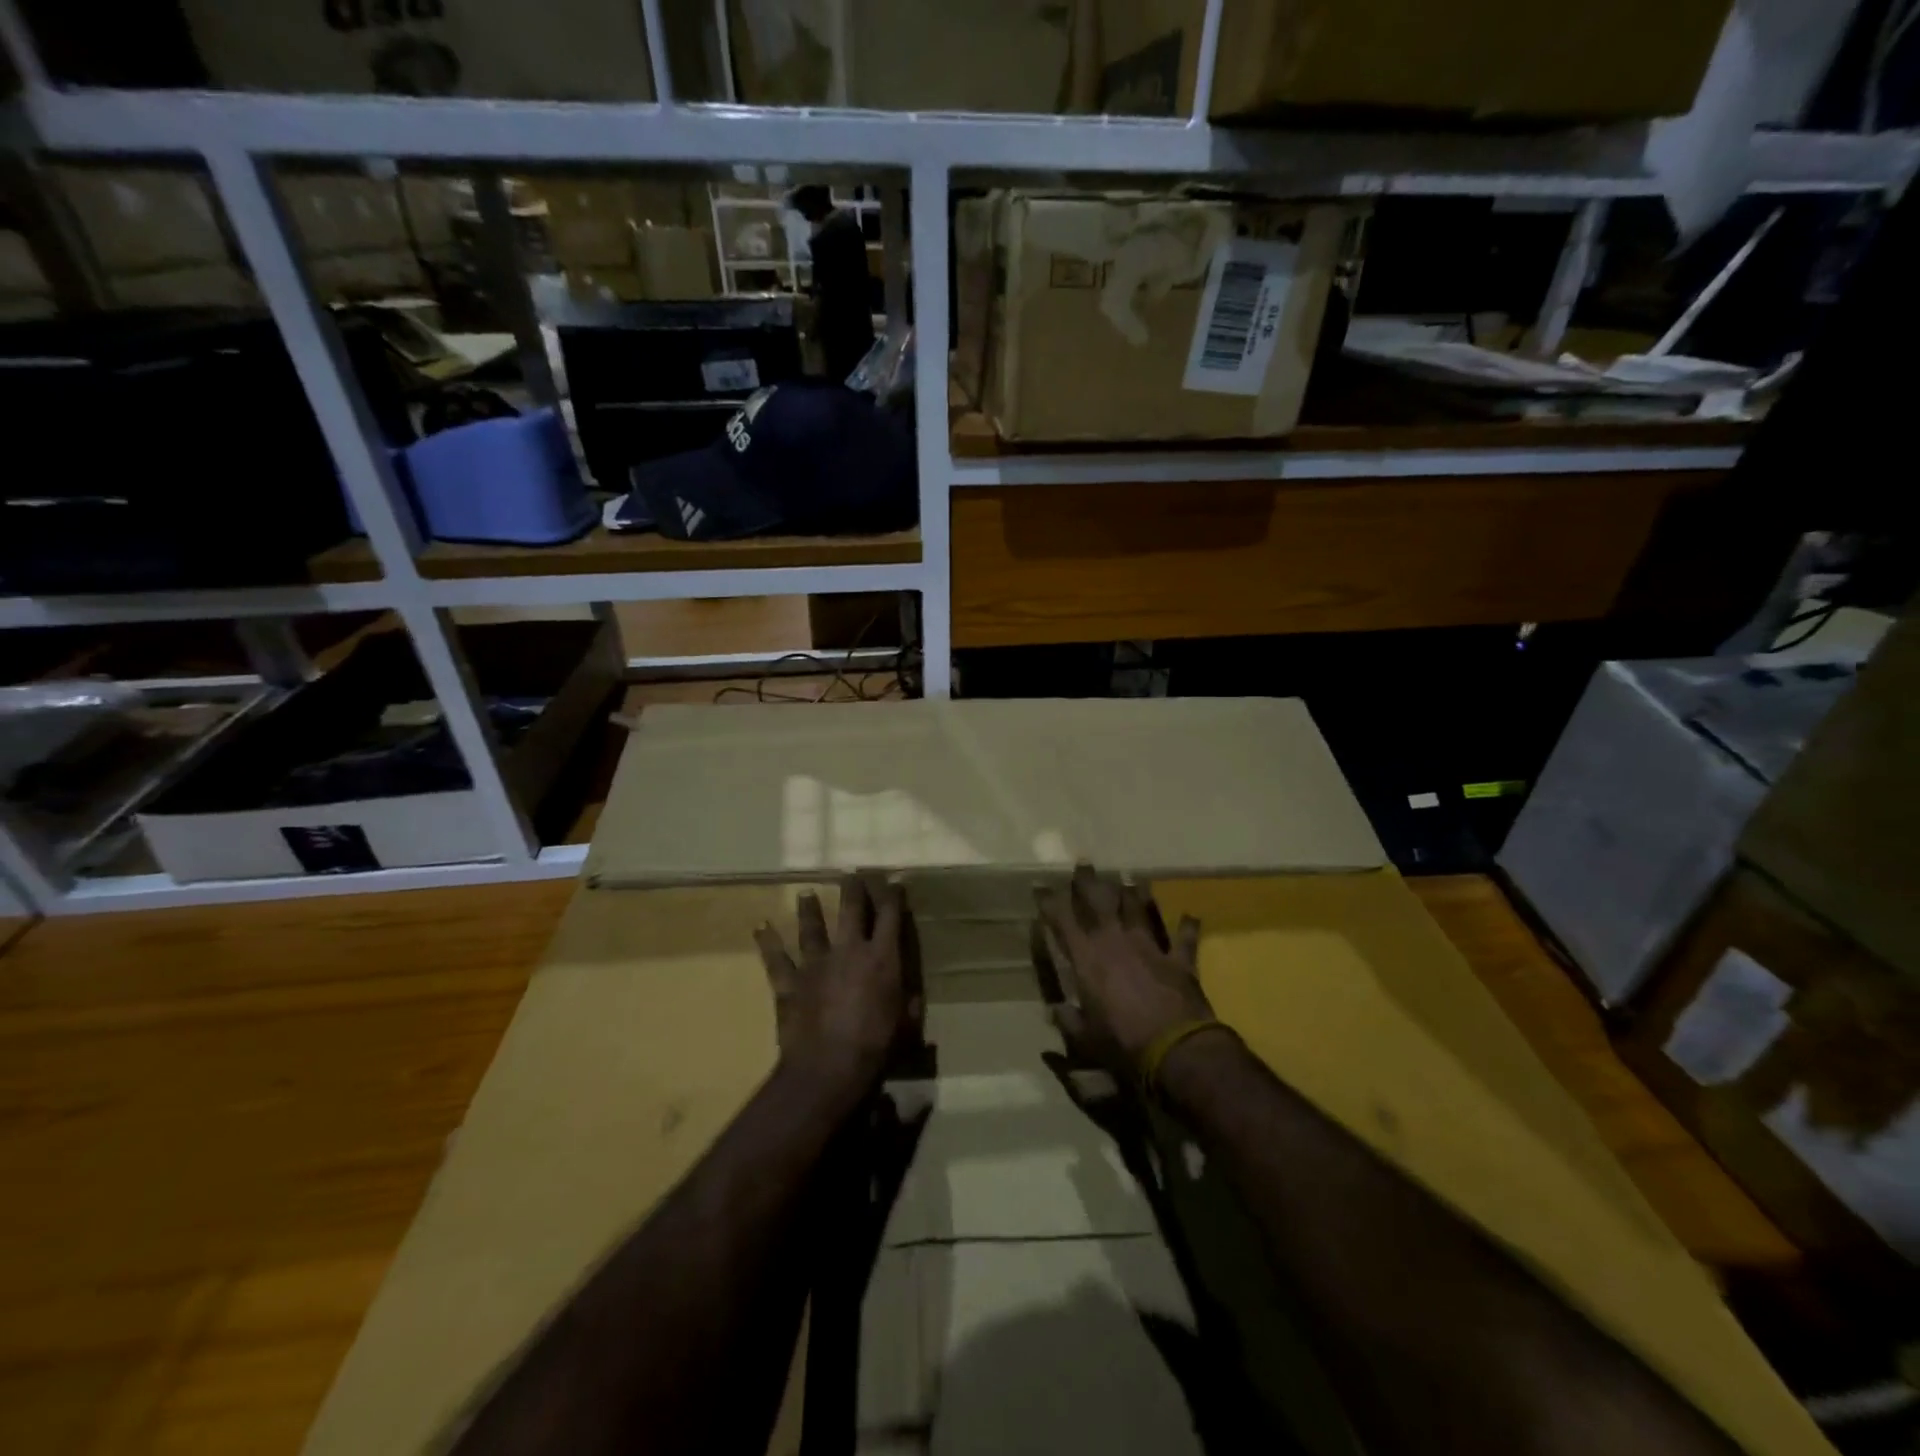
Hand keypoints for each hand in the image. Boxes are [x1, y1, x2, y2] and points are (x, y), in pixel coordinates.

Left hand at [755, 876, 918, 1101]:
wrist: (828, 1067)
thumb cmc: (876, 1047)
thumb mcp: (906, 1026)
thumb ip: (908, 1005)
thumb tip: (911, 996)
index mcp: (882, 958)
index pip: (890, 916)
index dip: (893, 896)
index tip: (894, 882)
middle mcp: (849, 951)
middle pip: (851, 910)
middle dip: (853, 889)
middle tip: (851, 874)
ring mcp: (816, 964)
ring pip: (812, 928)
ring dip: (809, 909)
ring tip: (805, 893)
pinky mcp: (791, 983)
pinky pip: (776, 959)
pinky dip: (768, 943)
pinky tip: (760, 927)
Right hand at [1037, 864, 1215, 1072]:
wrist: (1176, 1049)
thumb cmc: (1122, 1043)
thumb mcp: (1085, 1038)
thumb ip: (1068, 1021)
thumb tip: (1055, 1011)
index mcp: (1087, 958)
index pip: (1063, 921)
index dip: (1050, 902)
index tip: (1041, 886)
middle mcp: (1115, 942)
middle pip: (1099, 902)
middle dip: (1088, 882)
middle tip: (1083, 863)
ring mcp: (1149, 946)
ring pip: (1138, 909)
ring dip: (1133, 894)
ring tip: (1128, 878)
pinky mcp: (1179, 959)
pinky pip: (1183, 937)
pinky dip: (1186, 926)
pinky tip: (1190, 915)